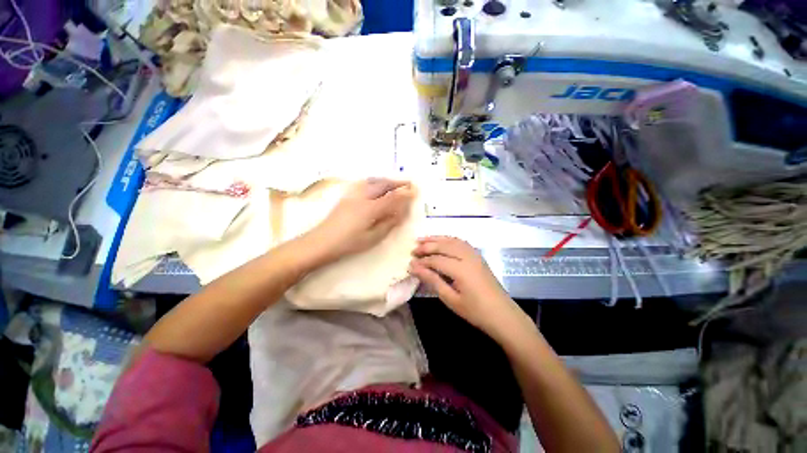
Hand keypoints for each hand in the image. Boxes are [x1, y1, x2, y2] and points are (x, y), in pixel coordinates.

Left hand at [308, 178, 413, 264]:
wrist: (321, 242)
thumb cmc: (349, 243)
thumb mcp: (372, 237)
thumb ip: (388, 223)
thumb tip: (400, 213)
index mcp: (371, 208)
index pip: (392, 197)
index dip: (405, 193)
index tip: (415, 190)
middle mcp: (363, 197)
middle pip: (383, 184)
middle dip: (397, 183)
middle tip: (408, 183)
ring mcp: (353, 194)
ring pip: (373, 181)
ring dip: (386, 180)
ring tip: (395, 183)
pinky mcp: (347, 196)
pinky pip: (364, 183)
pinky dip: (375, 181)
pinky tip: (376, 185)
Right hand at [409, 236, 524, 339]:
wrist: (502, 314)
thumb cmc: (475, 311)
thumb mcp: (451, 299)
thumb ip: (432, 280)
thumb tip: (414, 268)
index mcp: (461, 269)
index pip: (436, 260)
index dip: (422, 262)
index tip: (410, 264)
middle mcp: (467, 257)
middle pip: (443, 245)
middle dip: (427, 246)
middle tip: (413, 250)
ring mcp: (474, 254)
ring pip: (452, 240)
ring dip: (436, 239)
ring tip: (422, 240)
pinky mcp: (477, 255)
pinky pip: (460, 242)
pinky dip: (448, 239)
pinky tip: (441, 241)